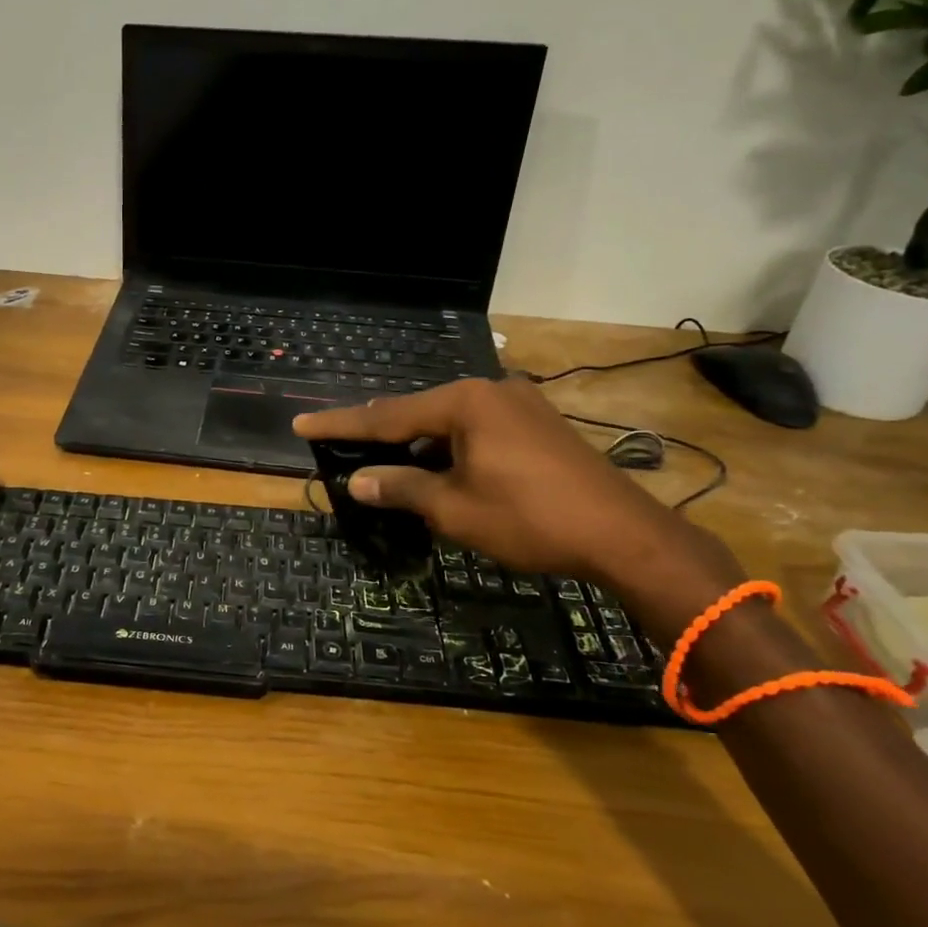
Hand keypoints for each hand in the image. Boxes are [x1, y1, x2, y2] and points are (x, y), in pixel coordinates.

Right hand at [294, 380, 736, 598]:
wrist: (625, 535)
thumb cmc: (530, 519)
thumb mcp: (454, 508)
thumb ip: (402, 488)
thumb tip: (359, 481)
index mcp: (464, 403)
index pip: (387, 415)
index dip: (341, 423)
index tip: (301, 423)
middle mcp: (491, 391)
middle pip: (419, 412)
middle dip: (381, 432)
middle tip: (342, 442)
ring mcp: (520, 405)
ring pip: (451, 422)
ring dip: (420, 444)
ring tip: (389, 463)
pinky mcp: (540, 425)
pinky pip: (479, 430)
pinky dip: (452, 448)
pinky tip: (441, 469)